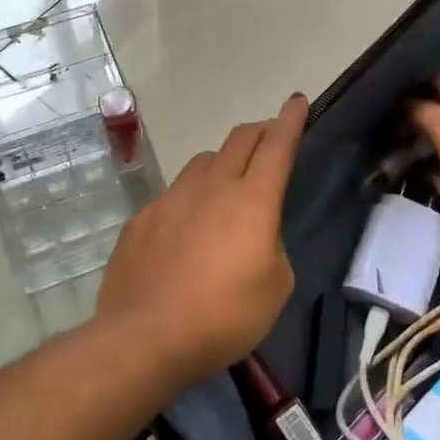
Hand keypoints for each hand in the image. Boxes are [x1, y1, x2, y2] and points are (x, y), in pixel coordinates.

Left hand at [98, 94, 307, 381]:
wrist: (144, 337)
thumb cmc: (223, 316)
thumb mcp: (275, 287)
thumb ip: (271, 247)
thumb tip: (254, 236)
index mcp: (252, 200)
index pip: (277, 145)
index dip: (291, 120)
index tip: (297, 101)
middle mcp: (210, 187)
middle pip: (239, 140)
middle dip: (260, 132)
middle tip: (270, 139)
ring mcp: (171, 199)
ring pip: (203, 162)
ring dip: (222, 163)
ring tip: (226, 184)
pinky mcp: (142, 219)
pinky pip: (173, 195)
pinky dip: (189, 200)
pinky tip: (185, 230)